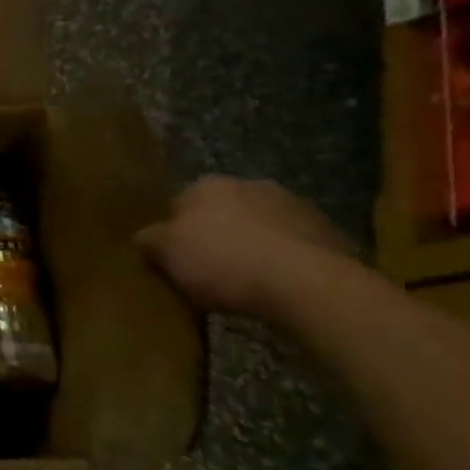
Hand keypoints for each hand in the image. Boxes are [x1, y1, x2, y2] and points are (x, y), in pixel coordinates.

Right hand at [135, 176, 353, 317]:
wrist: (308, 284)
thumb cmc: (224, 262)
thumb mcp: (167, 254)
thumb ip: (148, 241)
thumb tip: (142, 238)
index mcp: (207, 185)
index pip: (178, 205)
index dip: (174, 233)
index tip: (175, 260)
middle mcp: (249, 184)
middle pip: (221, 212)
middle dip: (216, 235)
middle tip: (210, 271)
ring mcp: (293, 205)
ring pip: (259, 226)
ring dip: (253, 245)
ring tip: (248, 282)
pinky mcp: (328, 231)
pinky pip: (293, 245)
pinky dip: (285, 260)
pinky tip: (279, 285)